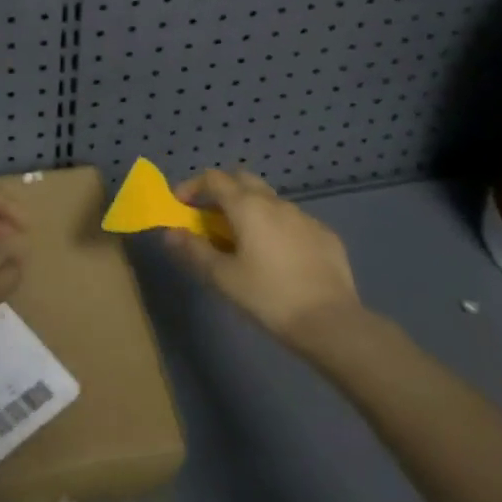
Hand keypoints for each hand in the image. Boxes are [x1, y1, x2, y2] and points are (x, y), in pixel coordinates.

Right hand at [166, 168, 363, 345]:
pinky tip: (278, 257)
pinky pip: (293, 221)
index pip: (214, 179)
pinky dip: (276, 227)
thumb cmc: (268, 297)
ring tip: (243, 240)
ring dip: (250, 209)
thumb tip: (170, 233)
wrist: (331, 322)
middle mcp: (276, 203)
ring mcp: (305, 216)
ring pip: (270, 200)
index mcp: (248, 207)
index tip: (181, 204)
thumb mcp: (223, 277)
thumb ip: (194, 251)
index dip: (192, 186)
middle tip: (210, 216)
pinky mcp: (325, 235)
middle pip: (243, 179)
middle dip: (222, 190)